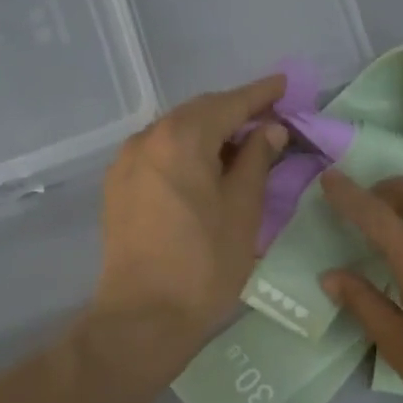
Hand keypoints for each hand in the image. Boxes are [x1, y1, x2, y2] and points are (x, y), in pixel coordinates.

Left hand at [85, 75, 288, 385]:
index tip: (284, 85)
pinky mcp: (118, 186)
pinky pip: (158, 153)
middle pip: (199, 112)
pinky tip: (204, 168)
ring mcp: (127, 162)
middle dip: (235, 112)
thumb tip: (269, 131)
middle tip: (269, 119)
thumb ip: (256, 161)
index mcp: (181, 138)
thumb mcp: (243, 210)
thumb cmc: (204, 264)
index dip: (260, 94)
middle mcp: (148, 138)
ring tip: (241, 145)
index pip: (229, 103)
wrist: (143, 317)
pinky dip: (186, 151)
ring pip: (176, 132)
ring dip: (209, 132)